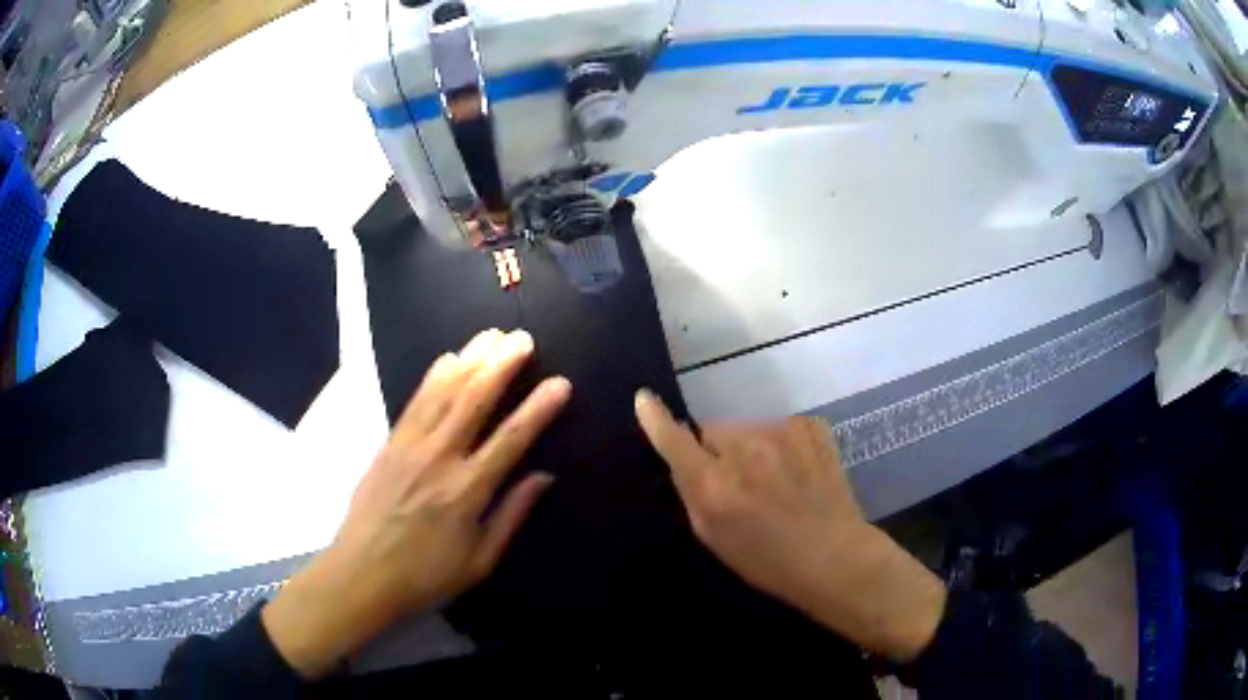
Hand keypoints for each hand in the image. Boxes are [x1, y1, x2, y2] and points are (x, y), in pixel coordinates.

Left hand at [263, 329, 570, 678]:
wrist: (362, 573)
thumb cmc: (426, 575)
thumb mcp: (480, 561)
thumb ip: (512, 515)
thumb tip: (544, 477)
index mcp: (467, 491)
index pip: (510, 439)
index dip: (538, 409)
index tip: (560, 383)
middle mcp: (439, 458)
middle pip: (474, 401)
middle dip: (501, 366)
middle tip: (523, 338)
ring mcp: (409, 446)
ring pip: (443, 392)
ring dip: (470, 359)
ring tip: (491, 335)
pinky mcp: (389, 443)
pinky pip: (415, 400)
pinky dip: (434, 375)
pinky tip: (449, 357)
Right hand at [634, 390, 945, 662]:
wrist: (834, 555)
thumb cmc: (768, 560)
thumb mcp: (714, 537)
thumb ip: (693, 493)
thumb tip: (683, 459)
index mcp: (715, 484)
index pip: (675, 440)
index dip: (656, 420)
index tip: (645, 399)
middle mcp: (744, 449)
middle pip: (715, 432)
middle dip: (719, 450)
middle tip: (741, 483)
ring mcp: (782, 432)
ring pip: (750, 430)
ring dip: (753, 448)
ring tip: (777, 482)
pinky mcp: (811, 426)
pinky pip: (781, 428)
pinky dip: (783, 444)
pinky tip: (800, 472)